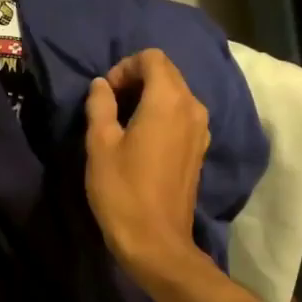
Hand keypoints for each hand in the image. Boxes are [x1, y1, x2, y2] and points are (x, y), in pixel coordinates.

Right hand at [84, 49, 209, 283]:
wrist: (157, 242)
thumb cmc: (123, 191)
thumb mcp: (100, 145)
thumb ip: (100, 106)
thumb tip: (101, 85)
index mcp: (168, 100)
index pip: (152, 58)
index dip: (124, 67)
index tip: (105, 93)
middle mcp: (192, 107)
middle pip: (166, 73)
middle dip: (136, 79)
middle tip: (109, 105)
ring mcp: (201, 129)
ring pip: (175, 94)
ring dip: (148, 97)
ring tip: (122, 122)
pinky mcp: (200, 149)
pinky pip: (181, 115)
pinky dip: (161, 115)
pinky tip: (141, 139)